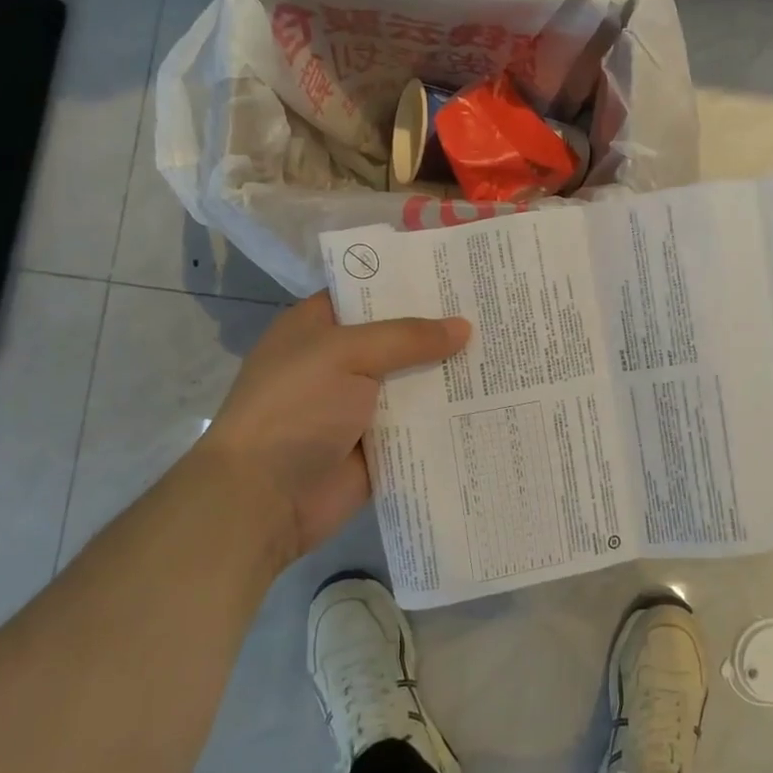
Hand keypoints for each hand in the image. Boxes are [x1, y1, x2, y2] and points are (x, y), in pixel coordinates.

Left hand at [198, 294, 469, 557]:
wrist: (266, 498)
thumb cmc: (295, 409)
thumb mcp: (346, 354)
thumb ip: (406, 337)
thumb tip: (465, 327)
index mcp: (318, 328)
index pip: (369, 293)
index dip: (410, 283)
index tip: (459, 274)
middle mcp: (341, 362)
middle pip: (400, 338)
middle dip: (442, 329)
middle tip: (496, 311)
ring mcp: (361, 406)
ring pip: (416, 382)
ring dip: (452, 374)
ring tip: (507, 353)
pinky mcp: (380, 445)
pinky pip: (422, 424)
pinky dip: (450, 417)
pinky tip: (495, 401)